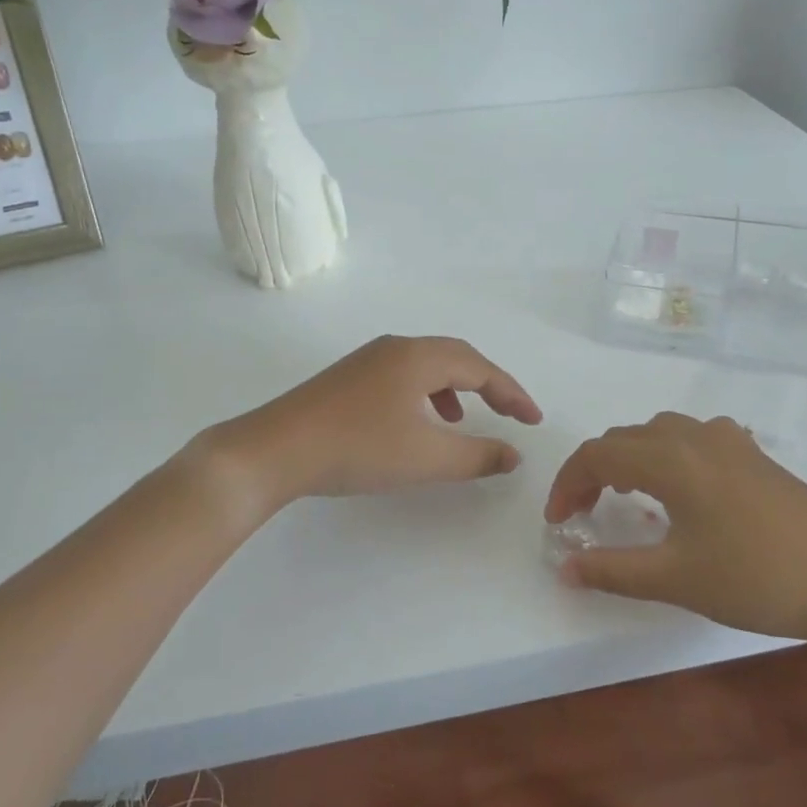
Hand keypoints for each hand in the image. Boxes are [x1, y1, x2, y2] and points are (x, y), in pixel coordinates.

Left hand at [208, 335, 542, 512]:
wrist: (274, 450)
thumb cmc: (358, 449)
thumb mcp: (426, 458)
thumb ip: (476, 456)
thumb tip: (513, 454)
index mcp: (419, 357)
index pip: (480, 368)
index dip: (512, 393)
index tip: (533, 420)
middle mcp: (396, 347)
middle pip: (455, 357)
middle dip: (487, 385)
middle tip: (509, 413)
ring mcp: (368, 359)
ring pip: (426, 365)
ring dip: (454, 389)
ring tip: (461, 423)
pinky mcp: (349, 377)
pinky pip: (402, 375)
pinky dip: (424, 395)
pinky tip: (416, 424)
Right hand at [546, 412, 806, 651]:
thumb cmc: (756, 578)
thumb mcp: (676, 579)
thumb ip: (612, 570)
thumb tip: (564, 567)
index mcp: (669, 457)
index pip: (596, 455)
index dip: (567, 485)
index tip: (558, 523)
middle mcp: (693, 435)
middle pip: (624, 439)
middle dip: (594, 472)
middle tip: (583, 514)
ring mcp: (728, 439)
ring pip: (658, 433)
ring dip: (629, 459)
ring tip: (625, 498)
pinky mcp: (752, 453)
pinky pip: (691, 439)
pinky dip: (666, 456)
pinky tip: (680, 489)